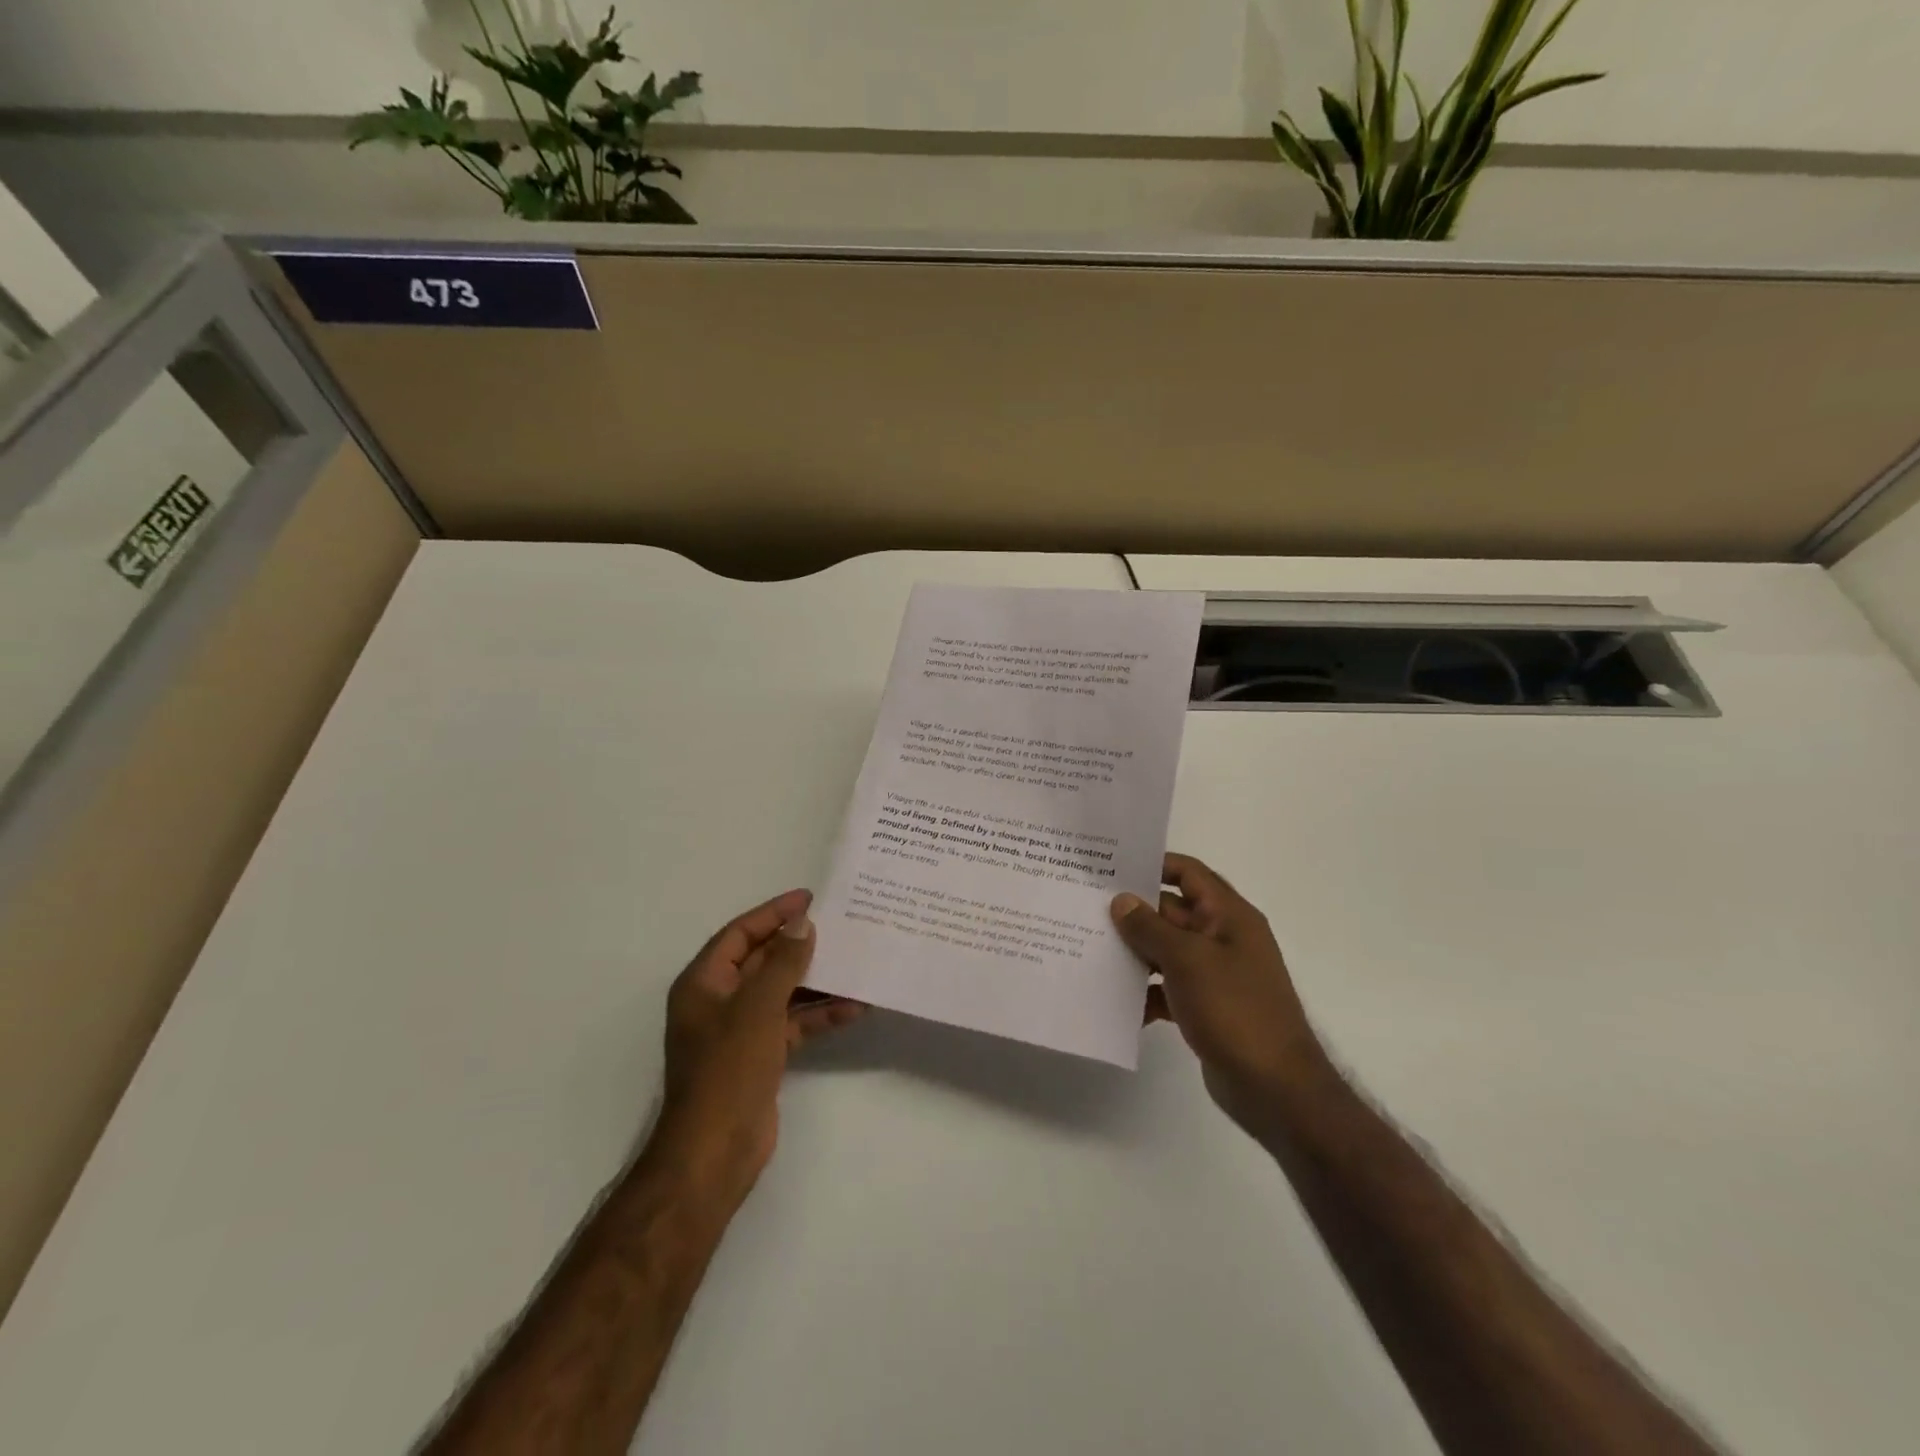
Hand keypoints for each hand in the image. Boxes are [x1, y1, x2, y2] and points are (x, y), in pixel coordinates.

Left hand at [656, 890, 864, 1203]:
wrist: (715, 1152)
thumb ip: (783, 963)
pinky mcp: (761, 1055)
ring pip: (783, 992)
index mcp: (704, 983)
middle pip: (763, 961)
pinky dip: (819, 1016)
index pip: (740, 933)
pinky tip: (854, 1008)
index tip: (809, 898)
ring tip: (855, 961)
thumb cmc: (728, 1069)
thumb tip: (803, 924)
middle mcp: (720, 1001)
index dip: (773, 913)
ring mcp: (741, 1030)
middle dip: (799, 945)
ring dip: (816, 981)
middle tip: (840, 925)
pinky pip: (793, 1024)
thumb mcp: (757, 1007)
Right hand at [1112, 853, 1329, 1137]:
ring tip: (1090, 950)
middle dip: (1133, 912)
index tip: (1112, 867)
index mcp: (1229, 916)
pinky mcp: (1205, 1008)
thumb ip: (1150, 928)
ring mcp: (1215, 975)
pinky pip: (1168, 988)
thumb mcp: (1187, 960)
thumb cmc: (1234, 1010)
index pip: (1189, 873)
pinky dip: (1145, 992)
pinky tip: (1115, 1002)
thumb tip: (1121, 900)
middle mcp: (1223, 938)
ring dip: (1134, 953)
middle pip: (1172, 912)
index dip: (1154, 865)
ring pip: (1166, 951)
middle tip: (1086, 909)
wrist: (1275, 1088)